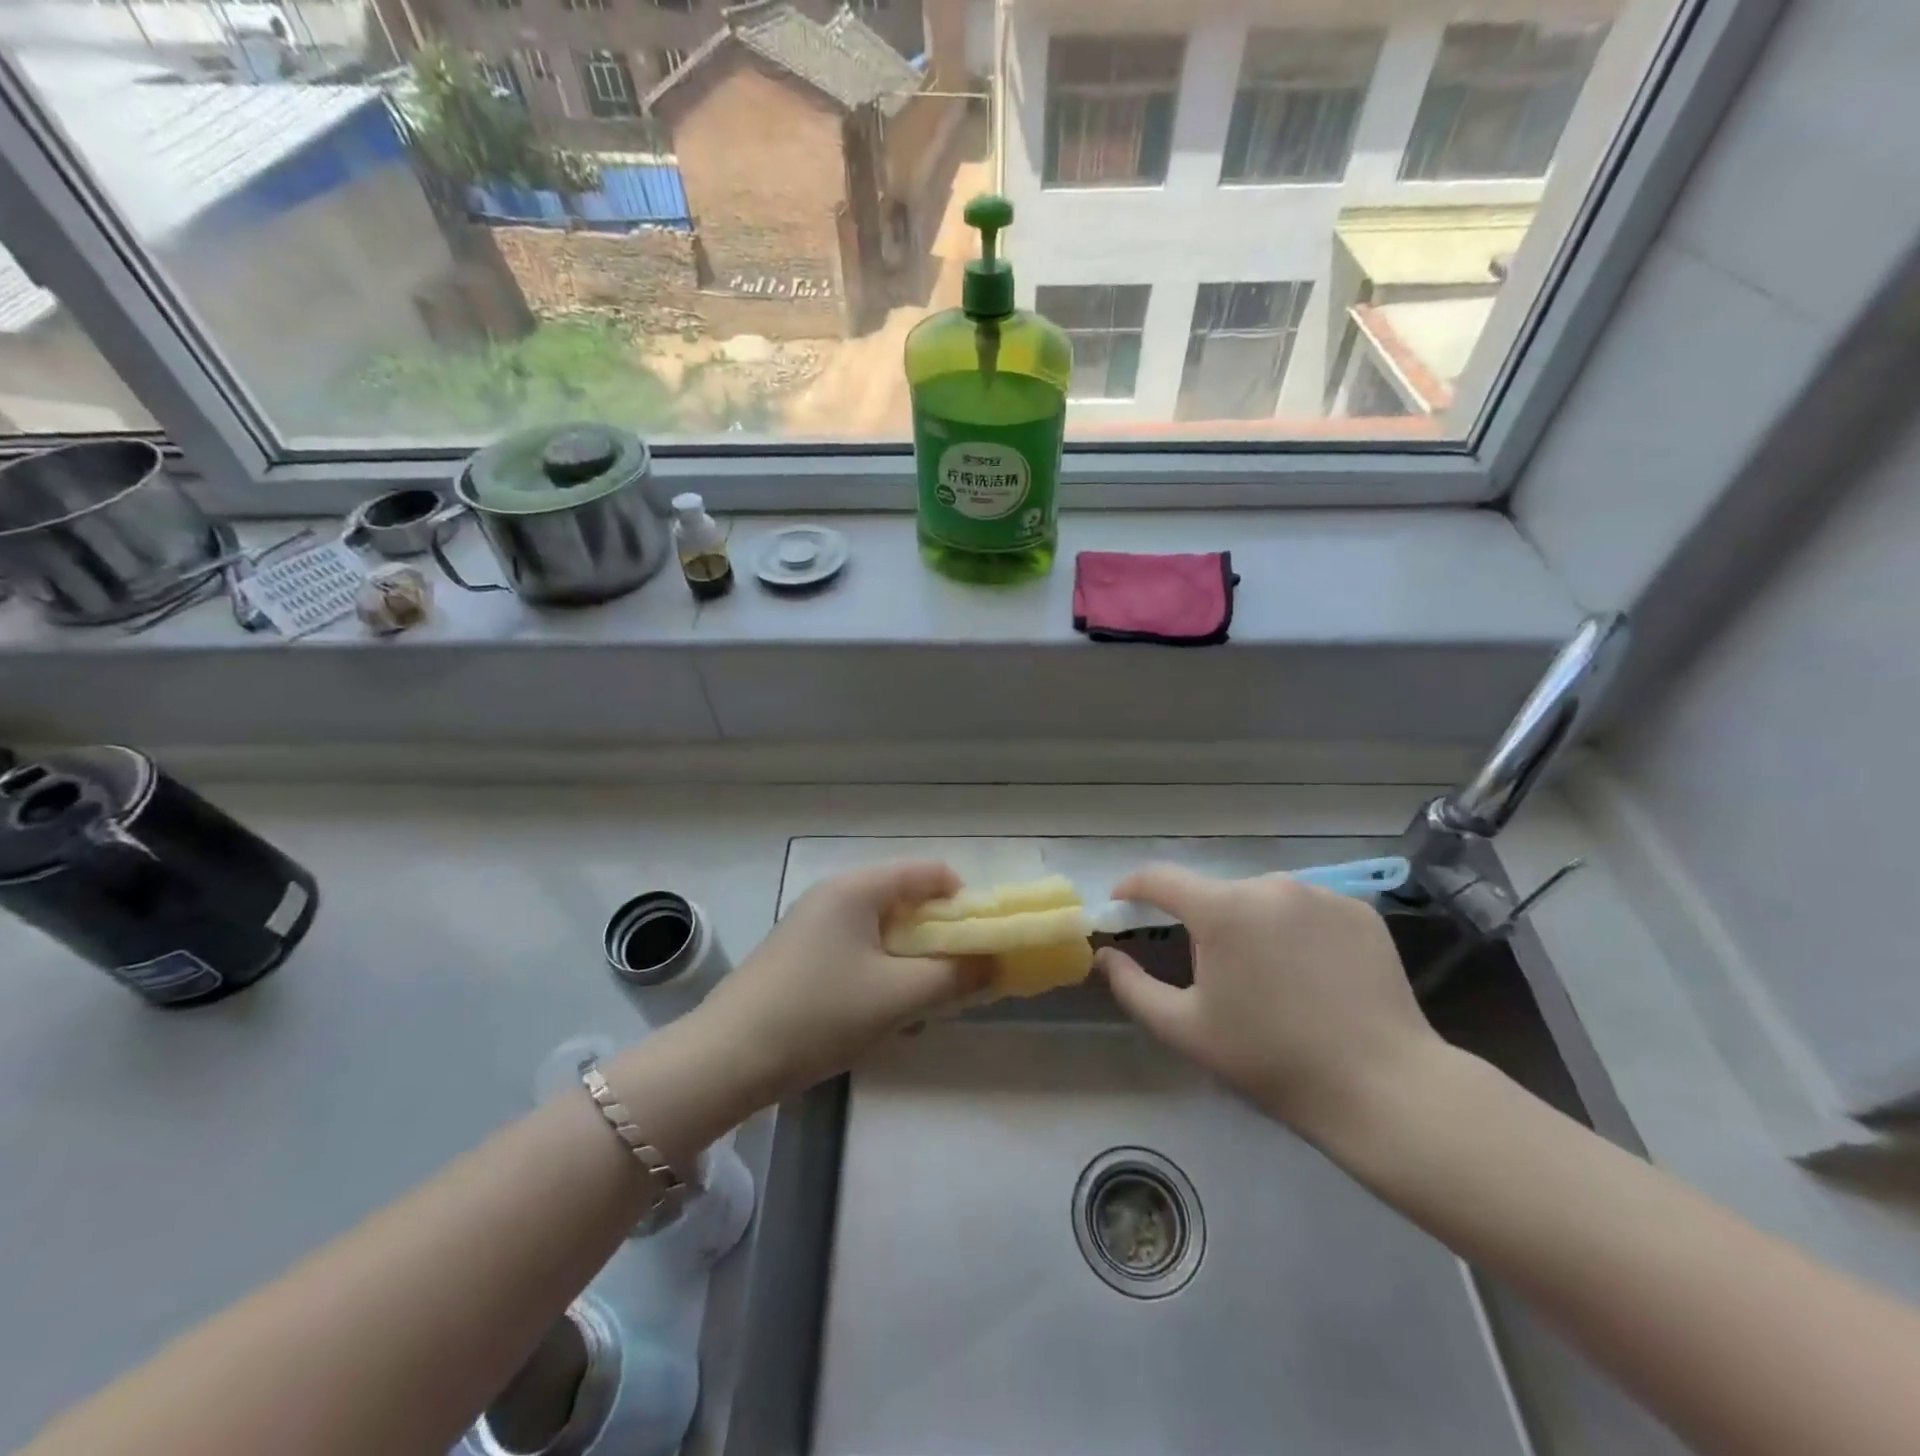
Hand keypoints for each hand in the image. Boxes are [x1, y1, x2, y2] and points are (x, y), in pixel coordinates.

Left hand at [692, 860, 989, 1102]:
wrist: (726, 1058)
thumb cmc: (818, 1015)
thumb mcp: (897, 997)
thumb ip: (953, 976)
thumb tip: (992, 962)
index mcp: (857, 888)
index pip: (929, 872)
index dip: (964, 902)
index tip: (981, 943)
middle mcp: (834, 894)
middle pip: (906, 898)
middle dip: (939, 936)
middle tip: (957, 977)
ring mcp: (813, 923)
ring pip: (882, 927)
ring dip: (911, 958)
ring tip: (923, 1000)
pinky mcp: (800, 953)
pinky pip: (858, 947)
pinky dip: (882, 969)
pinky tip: (883, 1010)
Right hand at [1095, 865, 1447, 1142]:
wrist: (1383, 1086)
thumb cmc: (1271, 1059)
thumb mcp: (1186, 1030)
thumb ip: (1132, 987)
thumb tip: (1105, 956)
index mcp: (1222, 909)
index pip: (1160, 878)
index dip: (1133, 887)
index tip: (1121, 903)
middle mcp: (1269, 885)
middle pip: (1216, 894)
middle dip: (1203, 923)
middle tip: (1215, 974)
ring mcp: (1320, 894)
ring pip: (1263, 900)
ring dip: (1251, 925)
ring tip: (1271, 978)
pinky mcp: (1359, 910)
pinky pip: (1308, 909)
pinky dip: (1296, 930)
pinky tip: (1314, 974)